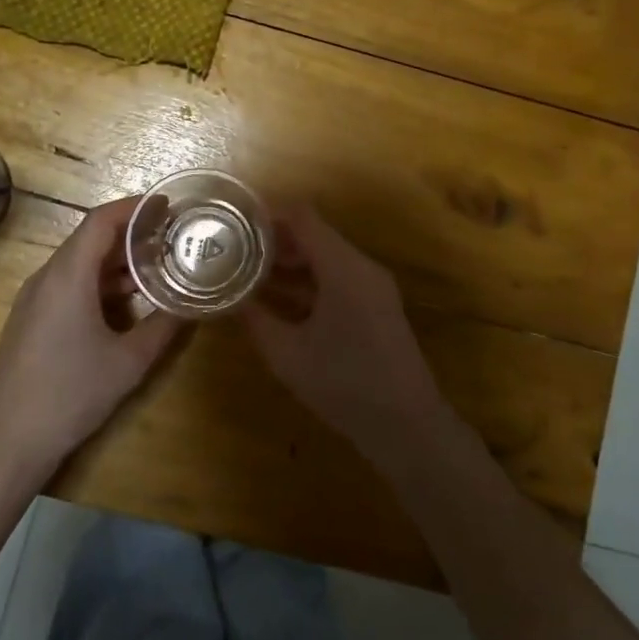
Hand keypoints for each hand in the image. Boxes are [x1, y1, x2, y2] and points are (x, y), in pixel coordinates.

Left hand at [0, 196, 183, 482]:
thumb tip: (191, 307)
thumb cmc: (69, 395)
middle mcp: (47, 277)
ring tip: (157, 266)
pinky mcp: (31, 320)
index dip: (135, 208)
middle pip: (90, 239)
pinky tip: (126, 301)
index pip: (101, 221)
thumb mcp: (128, 363)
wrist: (4, 442)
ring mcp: (34, 299)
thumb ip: (163, 328)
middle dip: (132, 233)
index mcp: (68, 276)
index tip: (167, 206)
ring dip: (117, 260)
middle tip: (171, 237)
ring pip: (80, 263)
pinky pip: (69, 284)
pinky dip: (100, 282)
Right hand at [242, 203, 446, 454]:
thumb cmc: (343, 385)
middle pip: (315, 234)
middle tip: (235, 249)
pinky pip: (338, 277)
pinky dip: (309, 280)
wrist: (406, 425)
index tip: (235, 221)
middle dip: (275, 240)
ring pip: (327, 257)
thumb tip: (232, 300)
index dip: (268, 214)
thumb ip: (257, 320)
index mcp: (343, 268)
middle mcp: (362, 267)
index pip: (303, 218)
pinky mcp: (377, 305)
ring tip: (250, 272)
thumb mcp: (287, 354)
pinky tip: (280, 298)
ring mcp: (374, 286)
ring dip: (292, 262)